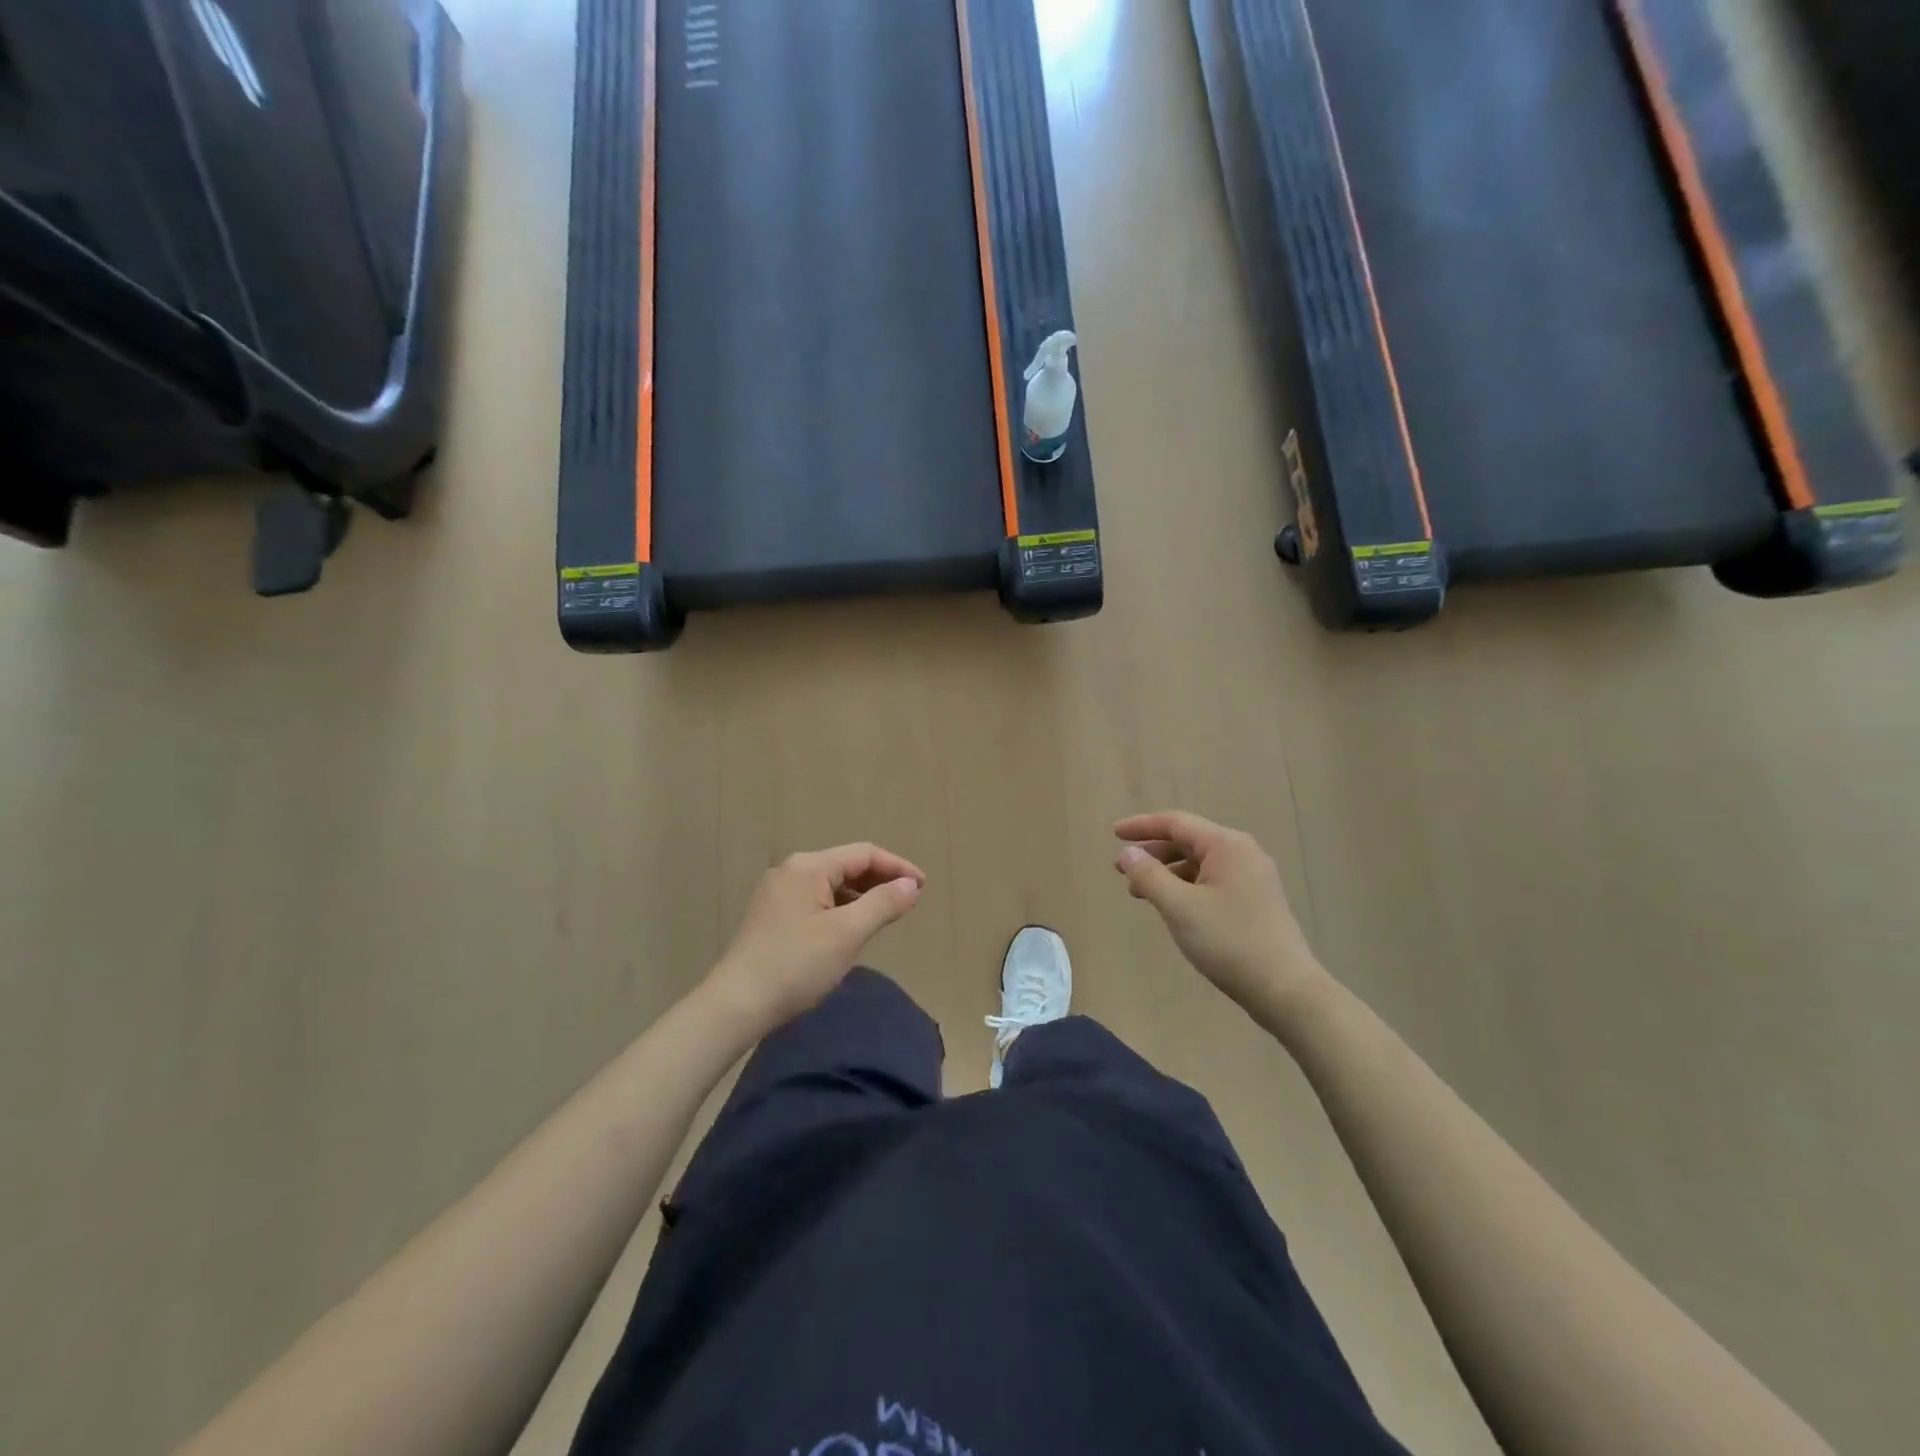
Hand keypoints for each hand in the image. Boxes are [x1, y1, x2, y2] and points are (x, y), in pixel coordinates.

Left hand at [704, 843, 925, 1034]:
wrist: (736, 1004)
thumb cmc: (796, 965)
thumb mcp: (847, 933)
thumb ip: (883, 903)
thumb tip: (910, 885)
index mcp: (808, 866)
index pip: (863, 854)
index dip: (897, 866)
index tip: (923, 887)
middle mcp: (790, 870)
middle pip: (846, 865)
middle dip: (880, 880)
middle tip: (908, 901)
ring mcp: (777, 893)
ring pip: (830, 884)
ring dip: (861, 895)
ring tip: (885, 915)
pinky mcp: (771, 915)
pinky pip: (815, 900)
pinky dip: (840, 908)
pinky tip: (850, 929)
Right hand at [1114, 812, 1326, 1029]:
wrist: (1285, 989)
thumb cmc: (1229, 942)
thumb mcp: (1180, 907)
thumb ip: (1149, 875)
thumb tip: (1128, 853)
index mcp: (1227, 845)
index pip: (1176, 823)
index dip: (1142, 826)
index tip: (1114, 834)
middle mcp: (1242, 853)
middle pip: (1188, 840)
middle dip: (1152, 852)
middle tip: (1122, 868)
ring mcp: (1252, 878)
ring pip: (1199, 863)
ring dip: (1167, 872)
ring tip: (1138, 892)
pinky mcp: (1255, 901)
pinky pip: (1211, 881)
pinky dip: (1185, 886)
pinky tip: (1171, 906)